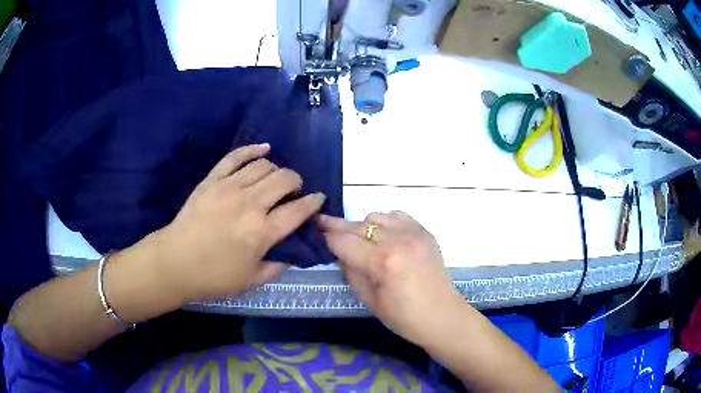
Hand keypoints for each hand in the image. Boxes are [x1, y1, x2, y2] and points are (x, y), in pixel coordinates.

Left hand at [152, 144, 325, 301]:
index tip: (318, 199)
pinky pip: (236, 156)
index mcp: (262, 232)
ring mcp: (230, 187)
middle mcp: (250, 204)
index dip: (313, 202)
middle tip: (293, 192)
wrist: (176, 261)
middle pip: (284, 179)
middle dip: (296, 182)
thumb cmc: (214, 276)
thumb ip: (276, 267)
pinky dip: (252, 149)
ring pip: (264, 166)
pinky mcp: (213, 179)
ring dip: (276, 170)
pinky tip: (264, 148)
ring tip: (274, 180)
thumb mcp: (251, 280)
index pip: (298, 210)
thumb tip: (290, 255)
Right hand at [319, 211, 465, 346]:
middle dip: (338, 228)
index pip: (344, 242)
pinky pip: (397, 216)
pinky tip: (384, 236)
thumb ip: (351, 272)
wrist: (442, 316)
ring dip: (364, 226)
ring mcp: (414, 233)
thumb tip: (340, 253)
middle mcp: (398, 240)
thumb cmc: (404, 318)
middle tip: (323, 226)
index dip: (327, 237)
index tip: (315, 232)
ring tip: (361, 240)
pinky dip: (385, 222)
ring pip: (377, 216)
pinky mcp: (425, 232)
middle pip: (358, 226)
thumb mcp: (369, 301)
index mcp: (383, 262)